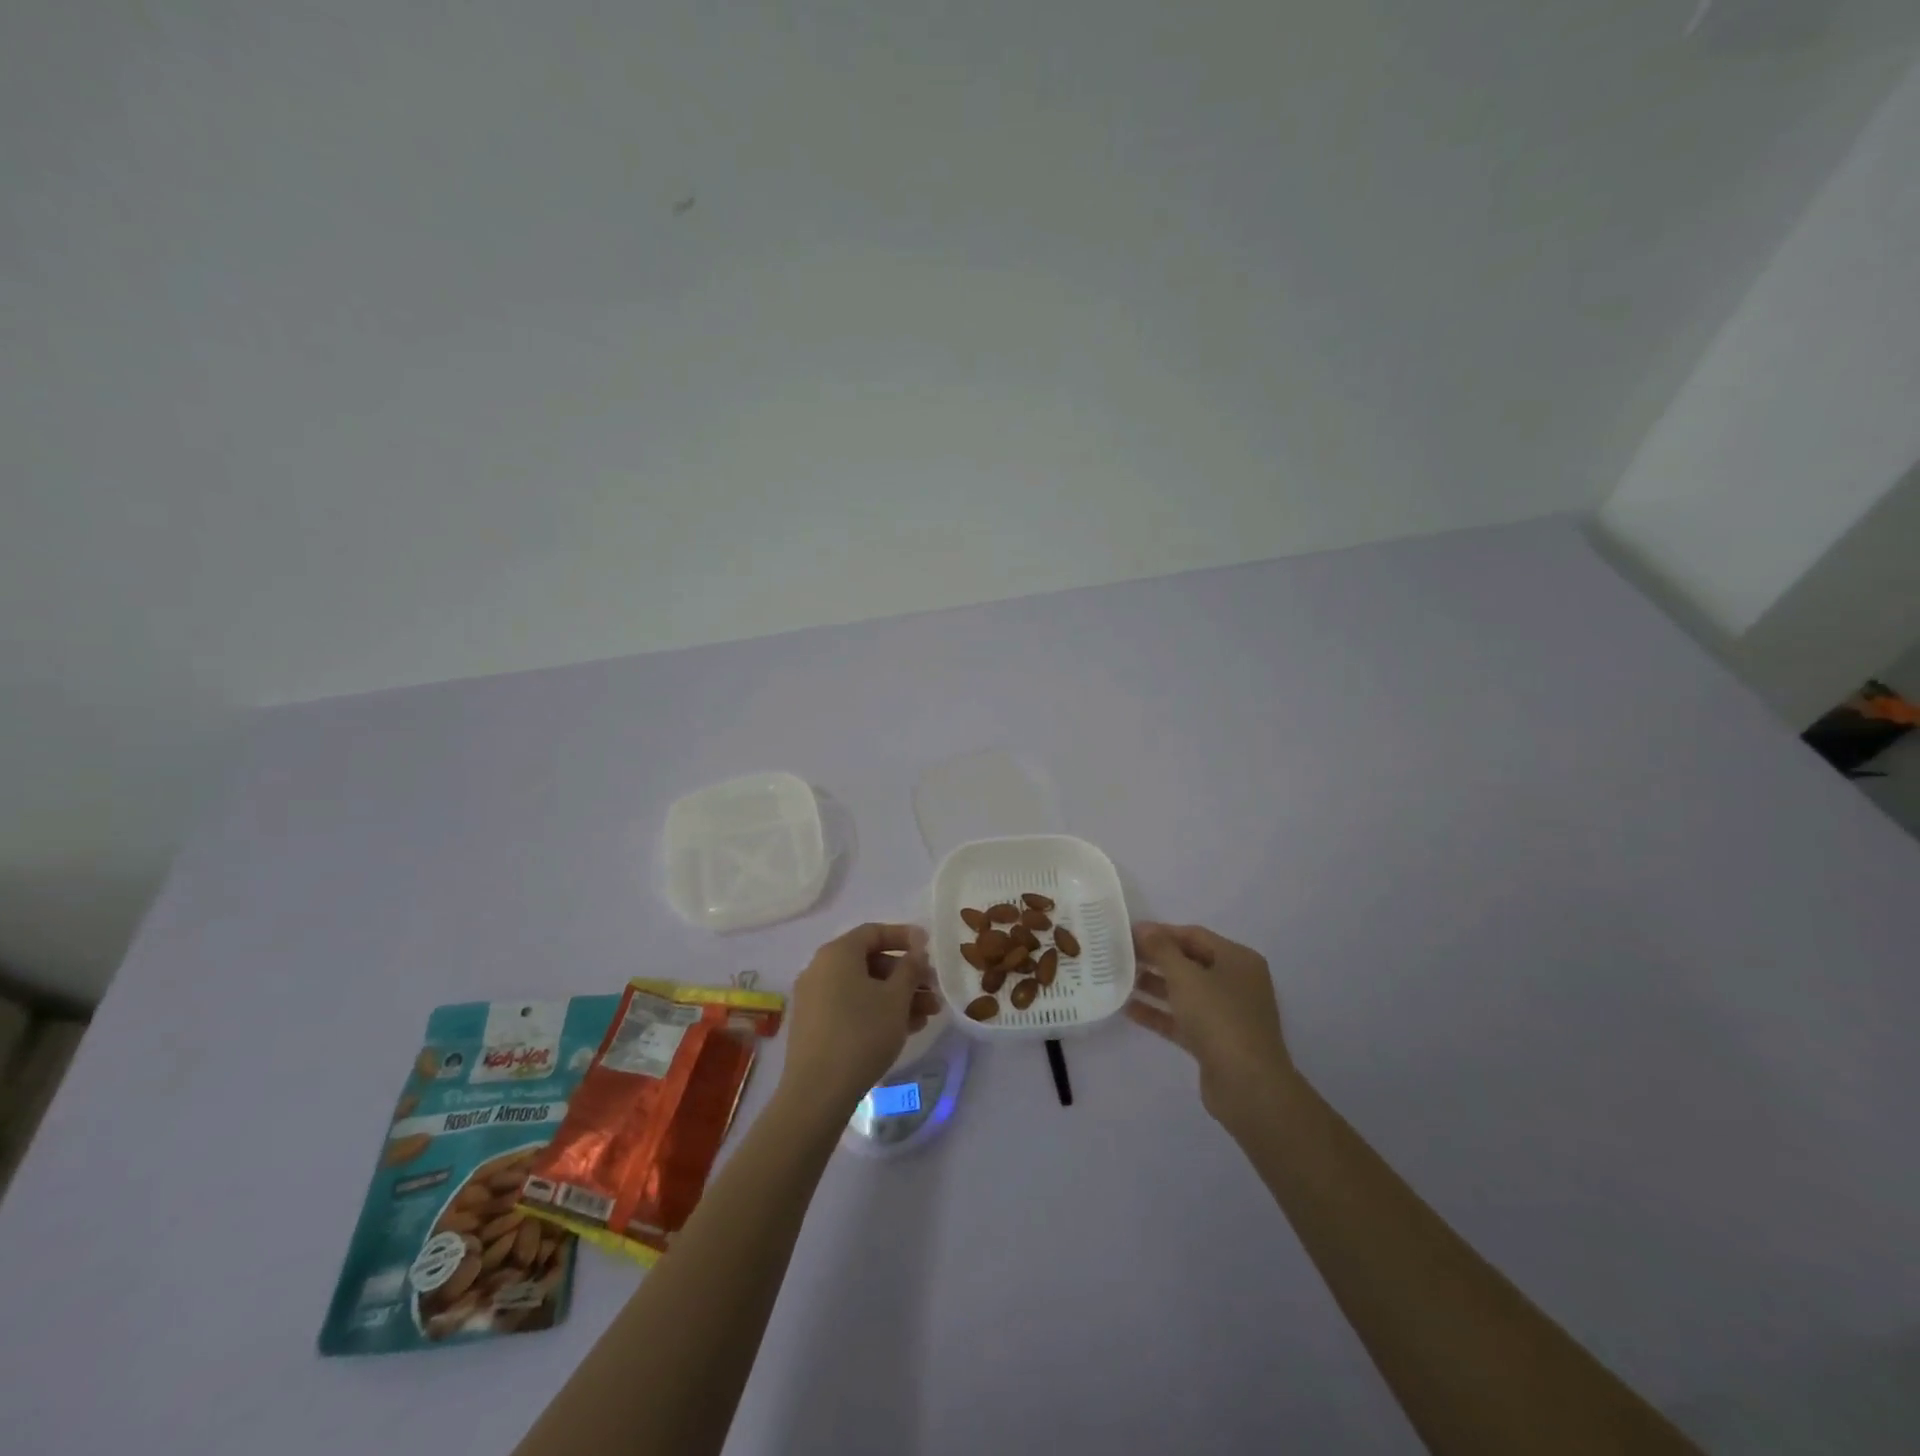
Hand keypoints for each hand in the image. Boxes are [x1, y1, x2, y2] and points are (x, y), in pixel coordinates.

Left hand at [779, 923, 939, 1120]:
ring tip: (928, 1014)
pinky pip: (851, 1006)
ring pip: (863, 987)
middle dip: (906, 974)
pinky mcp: (814, 1025)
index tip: (929, 949)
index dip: (905, 937)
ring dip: (897, 996)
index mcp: (837, 953)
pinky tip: (905, 1028)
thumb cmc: (862, 1033)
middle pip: (870, 961)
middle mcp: (821, 969)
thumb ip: (910, 968)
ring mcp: (814, 998)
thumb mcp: (896, 998)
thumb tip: (916, 950)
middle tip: (933, 990)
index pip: (874, 932)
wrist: (817, 1092)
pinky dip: (877, 1010)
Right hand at [1128, 923, 1294, 1125]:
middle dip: (1156, 959)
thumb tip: (1142, 928)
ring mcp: (1226, 1014)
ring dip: (1154, 985)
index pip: (1194, 935)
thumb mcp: (1186, 977)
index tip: (1128, 934)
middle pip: (1189, 962)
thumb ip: (1161, 949)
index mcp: (1238, 960)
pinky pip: (1182, 1019)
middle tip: (1120, 956)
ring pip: (1185, 992)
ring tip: (1119, 980)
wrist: (1248, 1086)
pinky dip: (1159, 1013)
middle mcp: (1235, 982)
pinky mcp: (1215, 1041)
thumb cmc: (1219, 1018)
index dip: (1161, 932)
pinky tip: (1129, 1009)